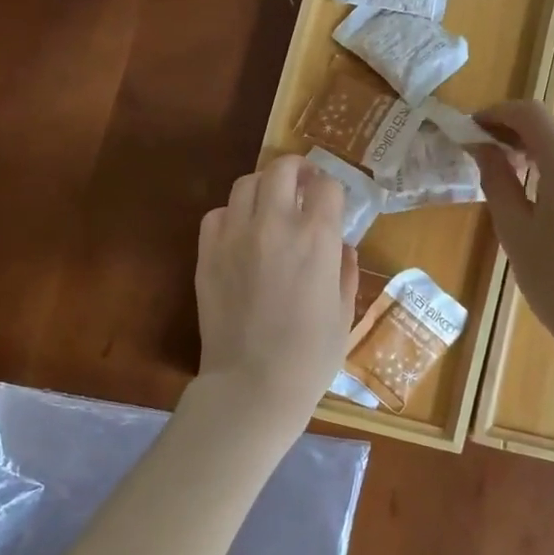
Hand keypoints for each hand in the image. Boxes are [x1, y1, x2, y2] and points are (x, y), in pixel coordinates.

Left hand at [195, 155, 357, 429]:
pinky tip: (240, 233)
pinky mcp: (207, 253)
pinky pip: (217, 214)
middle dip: (297, 169)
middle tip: (302, 184)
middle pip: (282, 169)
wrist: (252, 385)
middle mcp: (275, 224)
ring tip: (270, 205)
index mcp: (316, 238)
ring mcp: (236, 236)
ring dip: (263, 187)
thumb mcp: (344, 312)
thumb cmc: (310, 356)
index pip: (327, 186)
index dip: (332, 189)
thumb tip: (340, 246)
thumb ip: (345, 270)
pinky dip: (232, 215)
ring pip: (246, 184)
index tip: (331, 201)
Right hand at [471, 101, 553, 347]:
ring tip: (511, 176)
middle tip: (485, 155)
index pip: (530, 115)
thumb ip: (497, 180)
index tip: (472, 127)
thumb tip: (482, 147)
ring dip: (538, 150)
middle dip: (515, 133)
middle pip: (551, 128)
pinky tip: (544, 193)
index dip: (497, 113)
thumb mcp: (514, 230)